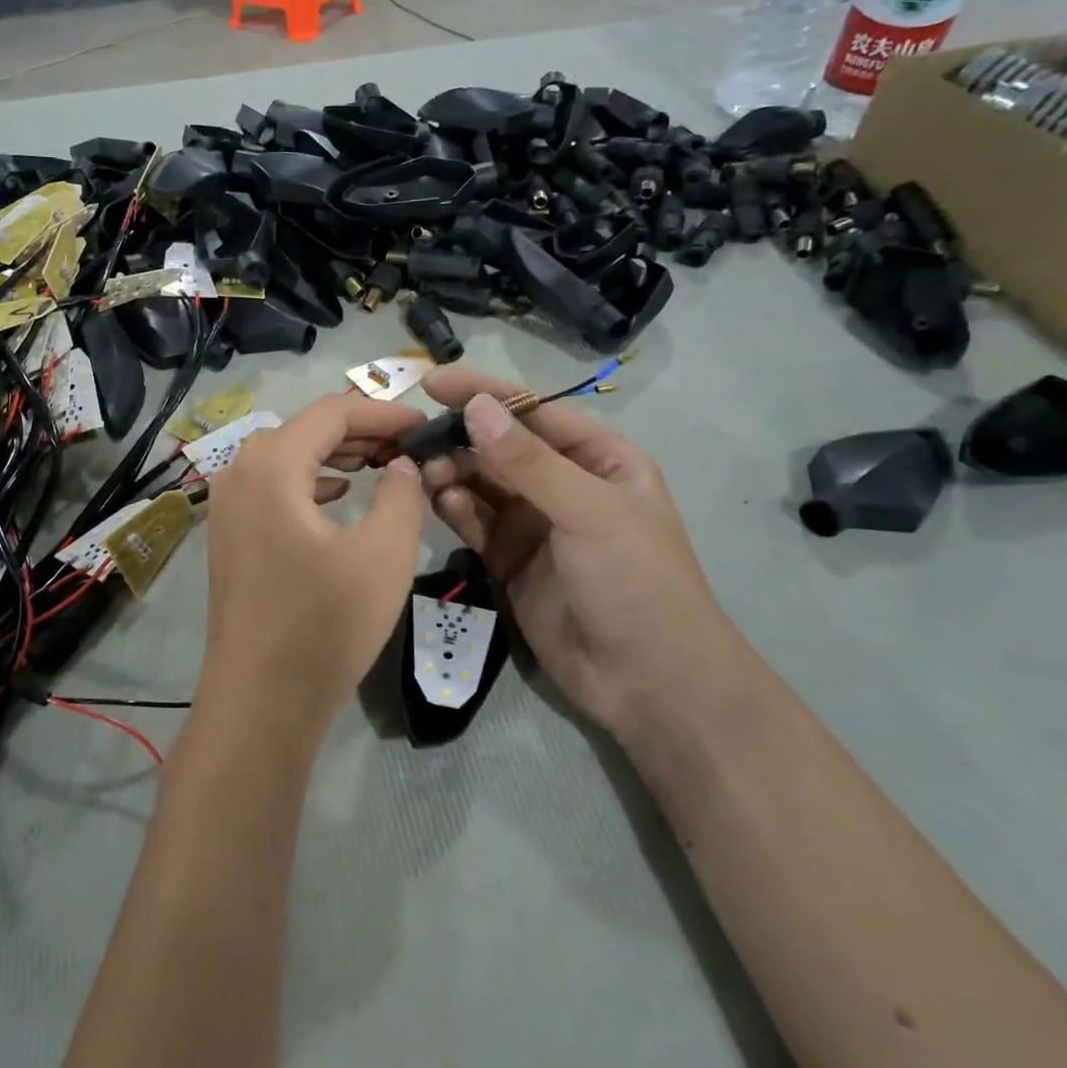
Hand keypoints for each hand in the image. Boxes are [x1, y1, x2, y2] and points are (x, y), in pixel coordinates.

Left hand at [199, 394, 426, 743]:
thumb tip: (400, 463)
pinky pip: (274, 487)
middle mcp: (238, 473)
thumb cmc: (324, 626)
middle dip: (360, 431)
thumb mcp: (383, 555)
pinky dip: (311, 482)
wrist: (260, 702)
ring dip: (335, 455)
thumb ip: (401, 494)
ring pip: (287, 458)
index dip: (383, 411)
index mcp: (270, 466)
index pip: (331, 412)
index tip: (424, 423)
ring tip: (382, 463)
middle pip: (305, 430)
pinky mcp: (230, 534)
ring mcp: (227, 505)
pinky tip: (340, 495)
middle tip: (409, 445)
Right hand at [418, 367, 744, 738]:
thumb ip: (528, 461)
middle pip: (499, 447)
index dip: (483, 394)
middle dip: (459, 439)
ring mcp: (534, 523)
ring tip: (423, 473)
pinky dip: (454, 509)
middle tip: (416, 440)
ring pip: (481, 483)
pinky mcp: (508, 558)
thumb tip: (475, 406)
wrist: (650, 684)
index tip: (431, 383)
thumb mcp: (589, 512)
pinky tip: (440, 503)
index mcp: (597, 459)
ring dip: (452, 473)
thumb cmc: (636, 582)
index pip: (533, 413)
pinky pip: (474, 521)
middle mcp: (563, 484)